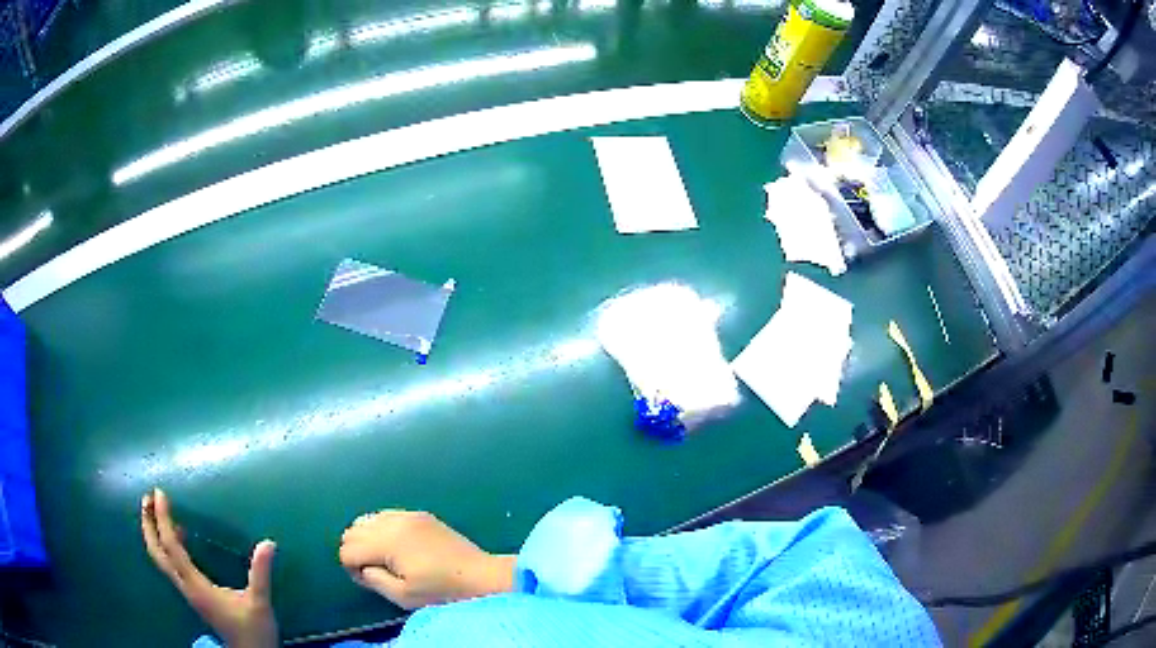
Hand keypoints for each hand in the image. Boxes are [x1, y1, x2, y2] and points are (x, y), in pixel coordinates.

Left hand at [141, 489, 278, 647]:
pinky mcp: (194, 595)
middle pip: (157, 553)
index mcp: (197, 585)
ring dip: (154, 535)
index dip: (164, 519)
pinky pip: (172, 565)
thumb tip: (268, 542)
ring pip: (161, 560)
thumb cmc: (253, 630)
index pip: (173, 546)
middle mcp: (186, 586)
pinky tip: (180, 538)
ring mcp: (188, 592)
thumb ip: (261, 574)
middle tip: (146, 498)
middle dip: (149, 525)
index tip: (160, 493)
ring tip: (156, 512)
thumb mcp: (259, 603)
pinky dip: (167, 547)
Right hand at [339, 510, 515, 609]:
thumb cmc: (441, 591)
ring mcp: (407, 515)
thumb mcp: (403, 596)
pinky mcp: (419, 515)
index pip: (348, 550)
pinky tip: (397, 547)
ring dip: (367, 539)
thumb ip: (374, 580)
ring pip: (366, 519)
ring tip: (385, 559)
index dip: (352, 569)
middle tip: (375, 571)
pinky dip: (381, 528)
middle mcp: (393, 522)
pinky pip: (386, 515)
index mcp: (387, 542)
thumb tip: (361, 568)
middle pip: (352, 531)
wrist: (480, 576)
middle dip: (356, 552)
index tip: (370, 581)